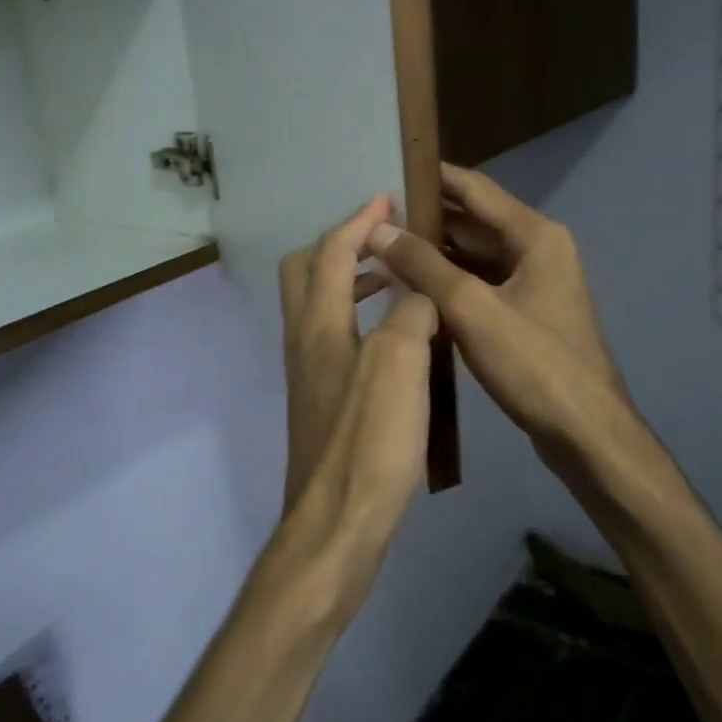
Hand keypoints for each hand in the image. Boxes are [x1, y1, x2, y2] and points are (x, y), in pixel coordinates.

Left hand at [271, 196, 439, 622]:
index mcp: (317, 323)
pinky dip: (360, 318)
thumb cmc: (369, 440)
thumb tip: (419, 290)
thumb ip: (411, 312)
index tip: (387, 198)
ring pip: (320, 307)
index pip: (330, 252)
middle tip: (386, 240)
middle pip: (306, 273)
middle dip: (342, 246)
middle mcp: (303, 341)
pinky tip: (395, 340)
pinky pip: (335, 338)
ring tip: (397, 280)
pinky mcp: (322, 402)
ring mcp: (309, 374)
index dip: (358, 221)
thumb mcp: (401, 363)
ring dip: (353, 281)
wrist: (337, 524)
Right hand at [367, 165, 627, 476]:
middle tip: (373, 217)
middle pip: (474, 223)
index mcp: (536, 236)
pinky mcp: (526, 316)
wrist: (585, 433)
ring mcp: (534, 285)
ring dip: (434, 254)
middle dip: (426, 219)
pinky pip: (481, 286)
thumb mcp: (472, 308)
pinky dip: (449, 284)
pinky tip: (411, 289)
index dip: (434, 177)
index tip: (391, 166)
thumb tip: (379, 230)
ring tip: (382, 249)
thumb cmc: (534, 363)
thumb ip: (423, 265)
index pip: (476, 190)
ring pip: (475, 258)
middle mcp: (538, 251)